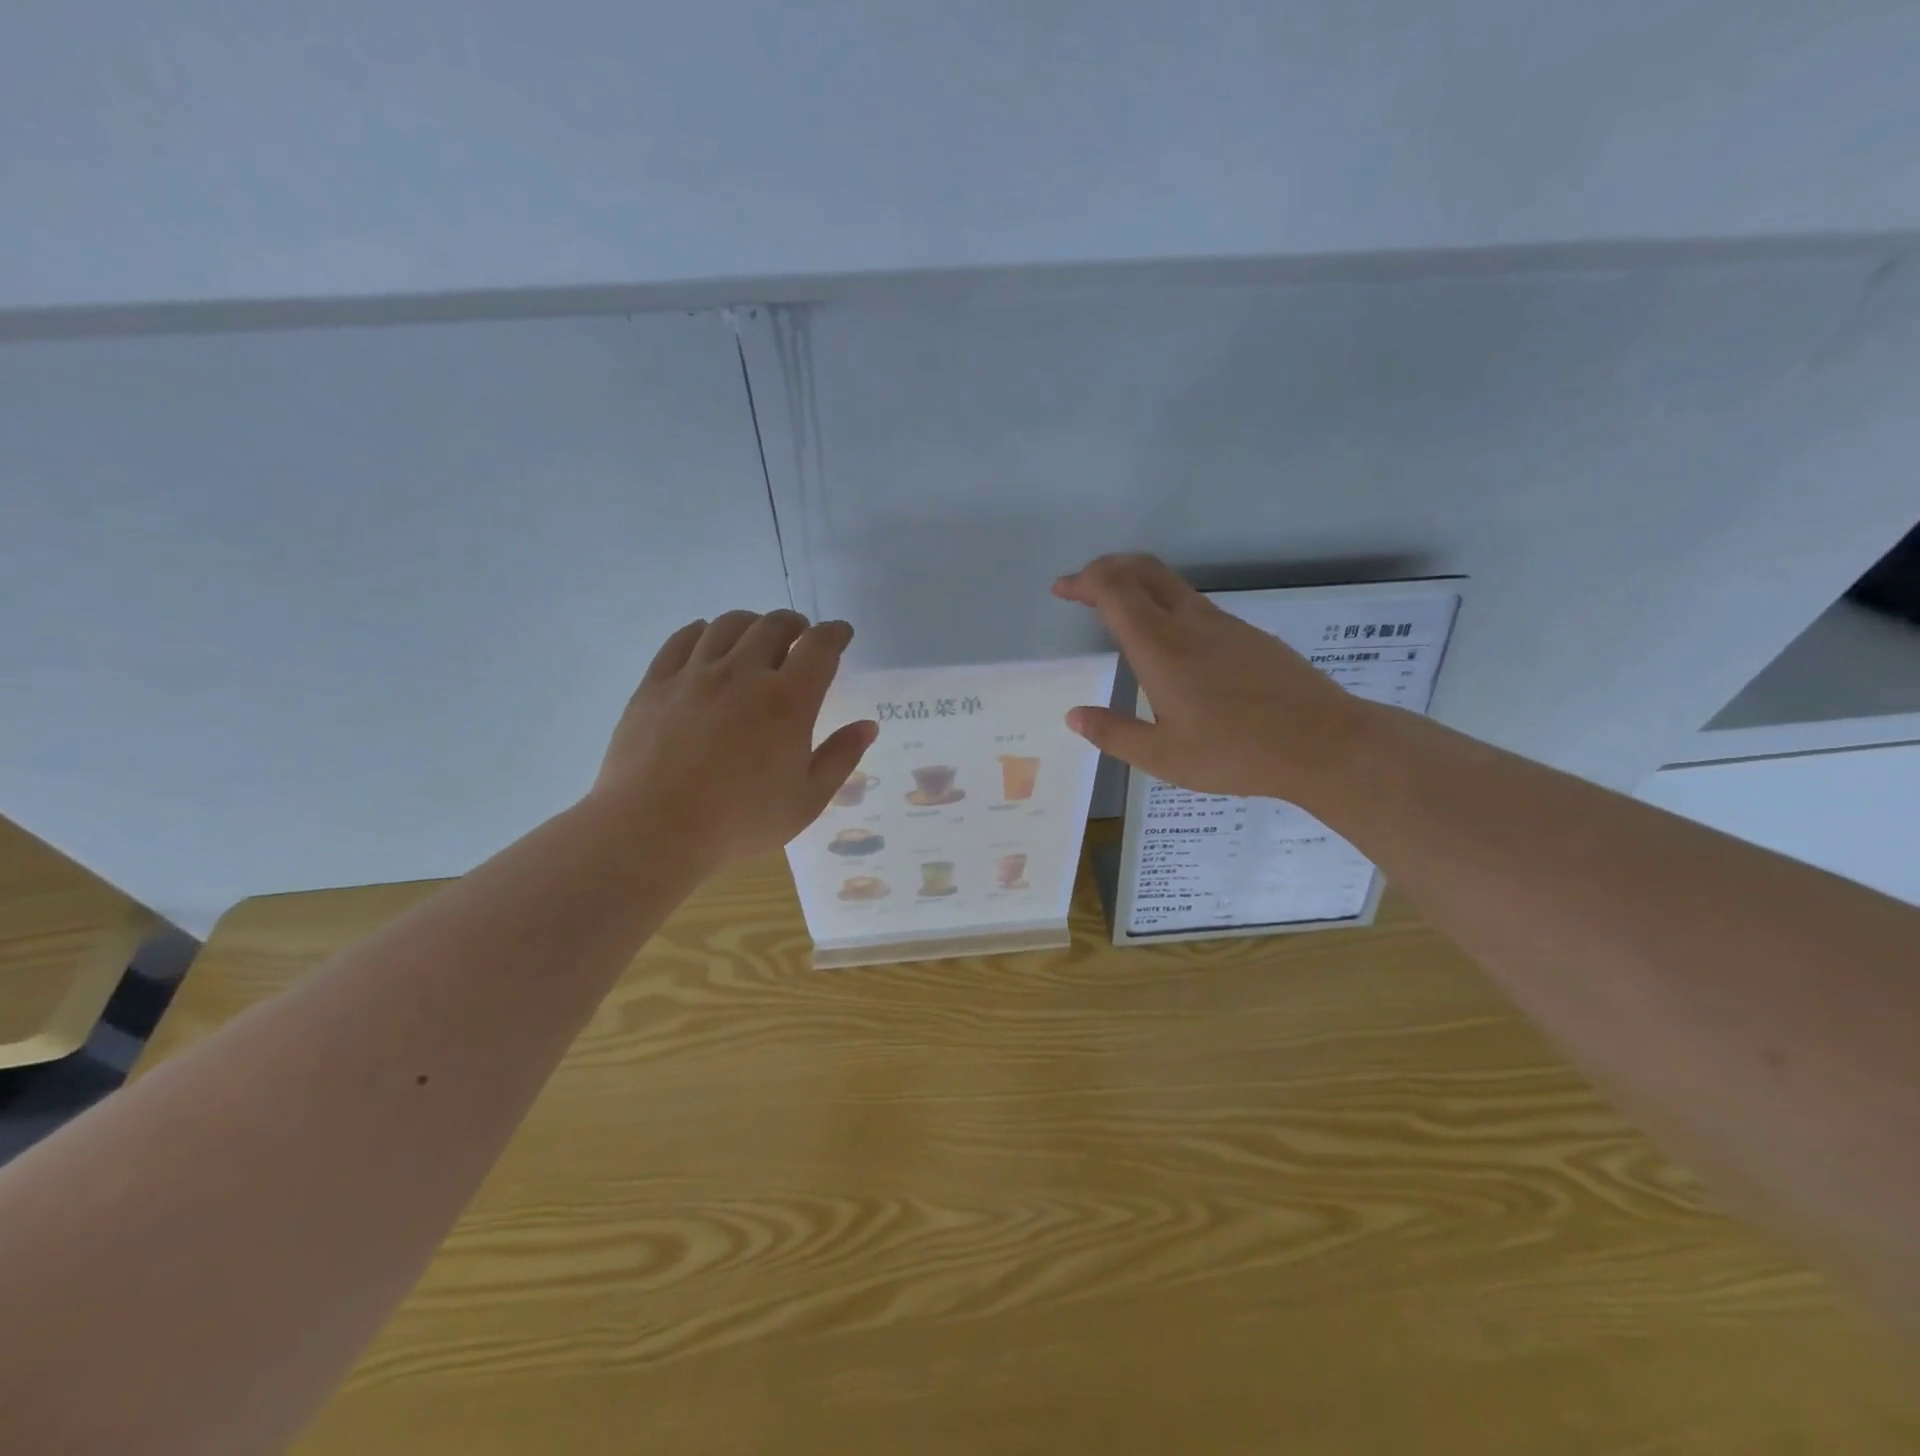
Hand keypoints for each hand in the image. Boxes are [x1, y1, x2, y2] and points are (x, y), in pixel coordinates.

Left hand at [588, 610, 876, 870]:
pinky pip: (684, 639)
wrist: (652, 830)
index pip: (820, 647)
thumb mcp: (806, 801)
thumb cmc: (739, 821)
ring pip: (729, 625)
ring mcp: (695, 674)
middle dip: (795, 624)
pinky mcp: (657, 683)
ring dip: (753, 623)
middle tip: (800, 636)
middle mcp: (743, 674)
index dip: (835, 633)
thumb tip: (867, 726)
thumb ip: (840, 758)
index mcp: (788, 701)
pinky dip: (704, 631)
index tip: (841, 634)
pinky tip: (708, 641)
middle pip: (774, 625)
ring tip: (757, 636)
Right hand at [1053, 554, 1367, 803]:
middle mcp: (1190, 623)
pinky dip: (1165, 604)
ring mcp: (1224, 624)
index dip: (1083, 581)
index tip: (1061, 589)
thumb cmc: (1235, 752)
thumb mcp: (1162, 756)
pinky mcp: (1249, 635)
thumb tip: (1074, 715)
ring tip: (1117, 611)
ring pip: (1171, 583)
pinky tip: (1169, 643)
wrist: (1324, 743)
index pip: (1114, 590)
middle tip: (1082, 587)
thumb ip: (1113, 733)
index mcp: (1161, 647)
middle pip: (1142, 569)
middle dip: (1106, 568)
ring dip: (1136, 584)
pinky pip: (1195, 604)